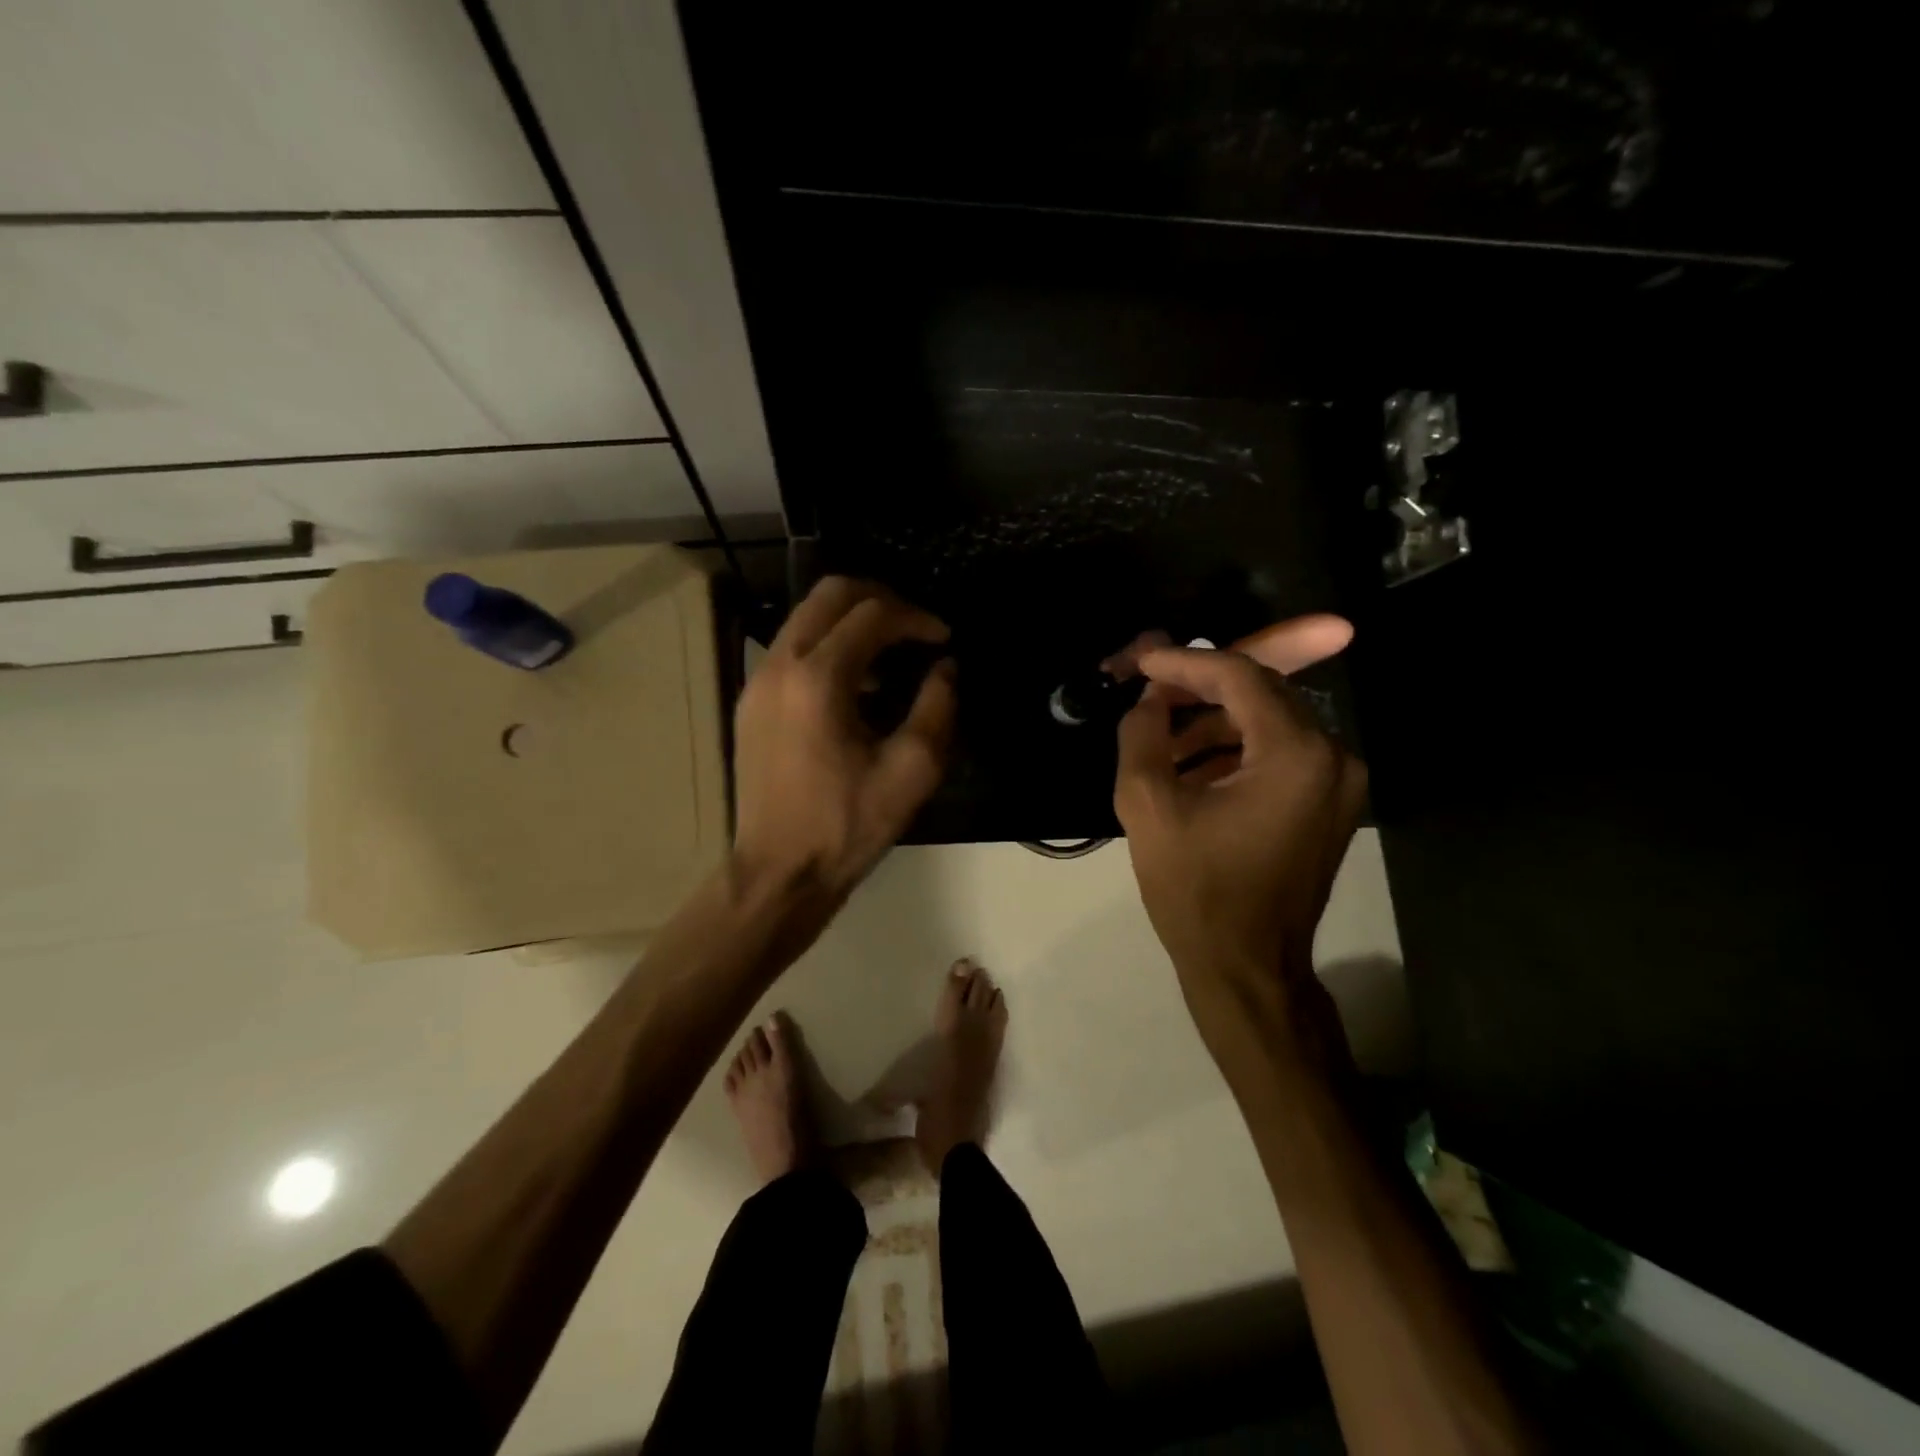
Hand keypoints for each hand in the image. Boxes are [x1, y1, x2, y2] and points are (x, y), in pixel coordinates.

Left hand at [732, 577, 956, 903]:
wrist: (778, 872)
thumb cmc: (846, 826)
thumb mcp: (911, 771)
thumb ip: (937, 707)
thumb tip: (946, 668)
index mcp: (818, 679)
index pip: (873, 615)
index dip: (917, 618)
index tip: (944, 639)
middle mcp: (780, 665)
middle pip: (830, 594)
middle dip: (881, 599)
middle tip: (916, 627)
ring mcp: (758, 681)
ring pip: (806, 616)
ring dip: (852, 621)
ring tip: (890, 656)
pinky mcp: (750, 702)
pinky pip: (792, 648)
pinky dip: (828, 645)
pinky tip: (855, 686)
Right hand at [1112, 623, 1365, 1049]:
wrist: (1247, 968)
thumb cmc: (1195, 890)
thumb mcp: (1147, 806)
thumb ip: (1142, 733)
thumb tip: (1148, 697)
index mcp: (1295, 754)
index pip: (1239, 677)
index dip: (1185, 663)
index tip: (1142, 661)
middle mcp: (1333, 756)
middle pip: (1261, 692)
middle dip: (1200, 687)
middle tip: (1150, 691)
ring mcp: (1340, 783)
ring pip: (1270, 722)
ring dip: (1215, 721)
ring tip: (1162, 738)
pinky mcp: (1331, 804)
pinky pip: (1281, 754)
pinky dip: (1236, 750)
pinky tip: (1191, 766)